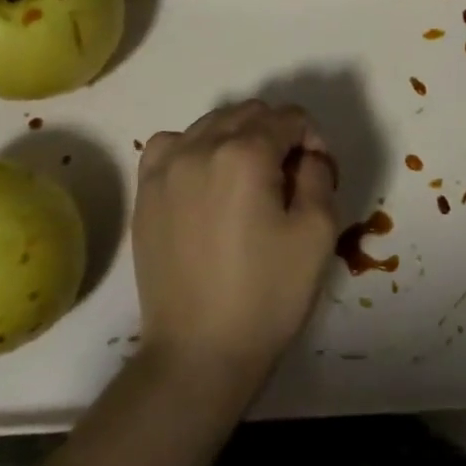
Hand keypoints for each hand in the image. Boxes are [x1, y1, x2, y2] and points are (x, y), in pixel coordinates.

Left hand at [132, 100, 338, 396]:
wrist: (199, 353)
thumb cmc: (267, 294)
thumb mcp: (318, 231)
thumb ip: (319, 174)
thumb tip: (307, 155)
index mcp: (245, 153)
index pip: (290, 118)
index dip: (313, 140)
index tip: (317, 175)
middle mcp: (201, 147)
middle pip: (251, 113)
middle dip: (278, 134)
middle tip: (290, 179)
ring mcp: (166, 168)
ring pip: (213, 122)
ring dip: (240, 137)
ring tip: (250, 181)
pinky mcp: (146, 192)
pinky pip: (172, 143)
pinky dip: (195, 147)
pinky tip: (206, 177)